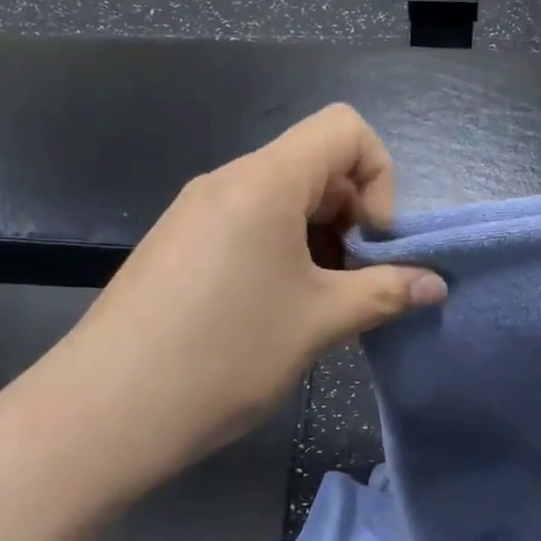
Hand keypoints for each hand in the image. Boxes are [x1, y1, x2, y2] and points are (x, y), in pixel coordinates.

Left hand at [52, 104, 446, 484]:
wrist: (104, 412)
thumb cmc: (223, 355)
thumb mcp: (318, 323)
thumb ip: (386, 293)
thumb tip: (436, 284)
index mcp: (265, 180)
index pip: (345, 129)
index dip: (380, 179)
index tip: (374, 245)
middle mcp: (227, 181)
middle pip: (315, 164)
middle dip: (352, 217)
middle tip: (355, 284)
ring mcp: (196, 212)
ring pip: (282, 200)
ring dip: (319, 241)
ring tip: (318, 306)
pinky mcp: (178, 245)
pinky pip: (247, 226)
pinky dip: (281, 254)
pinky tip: (274, 313)